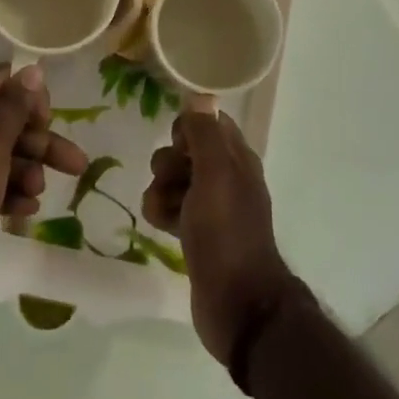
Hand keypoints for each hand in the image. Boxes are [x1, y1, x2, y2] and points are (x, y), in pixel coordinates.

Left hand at [0, 65, 87, 303]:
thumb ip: (15, 104)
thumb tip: (33, 68)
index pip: (4, 81)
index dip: (31, 96)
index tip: (48, 120)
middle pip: (9, 122)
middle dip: (42, 143)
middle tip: (75, 164)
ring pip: (2, 155)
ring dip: (28, 171)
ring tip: (38, 194)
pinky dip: (9, 192)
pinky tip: (26, 211)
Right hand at [143, 102, 294, 366]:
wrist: (237, 304)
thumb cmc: (226, 233)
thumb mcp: (215, 175)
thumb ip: (205, 134)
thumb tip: (199, 94)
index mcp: (237, 159)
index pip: (209, 122)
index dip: (187, 128)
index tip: (177, 145)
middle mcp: (227, 178)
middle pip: (186, 151)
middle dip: (169, 163)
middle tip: (173, 182)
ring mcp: (212, 208)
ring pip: (174, 181)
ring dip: (161, 190)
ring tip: (164, 211)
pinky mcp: (197, 235)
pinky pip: (171, 209)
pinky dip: (163, 213)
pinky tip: (162, 227)